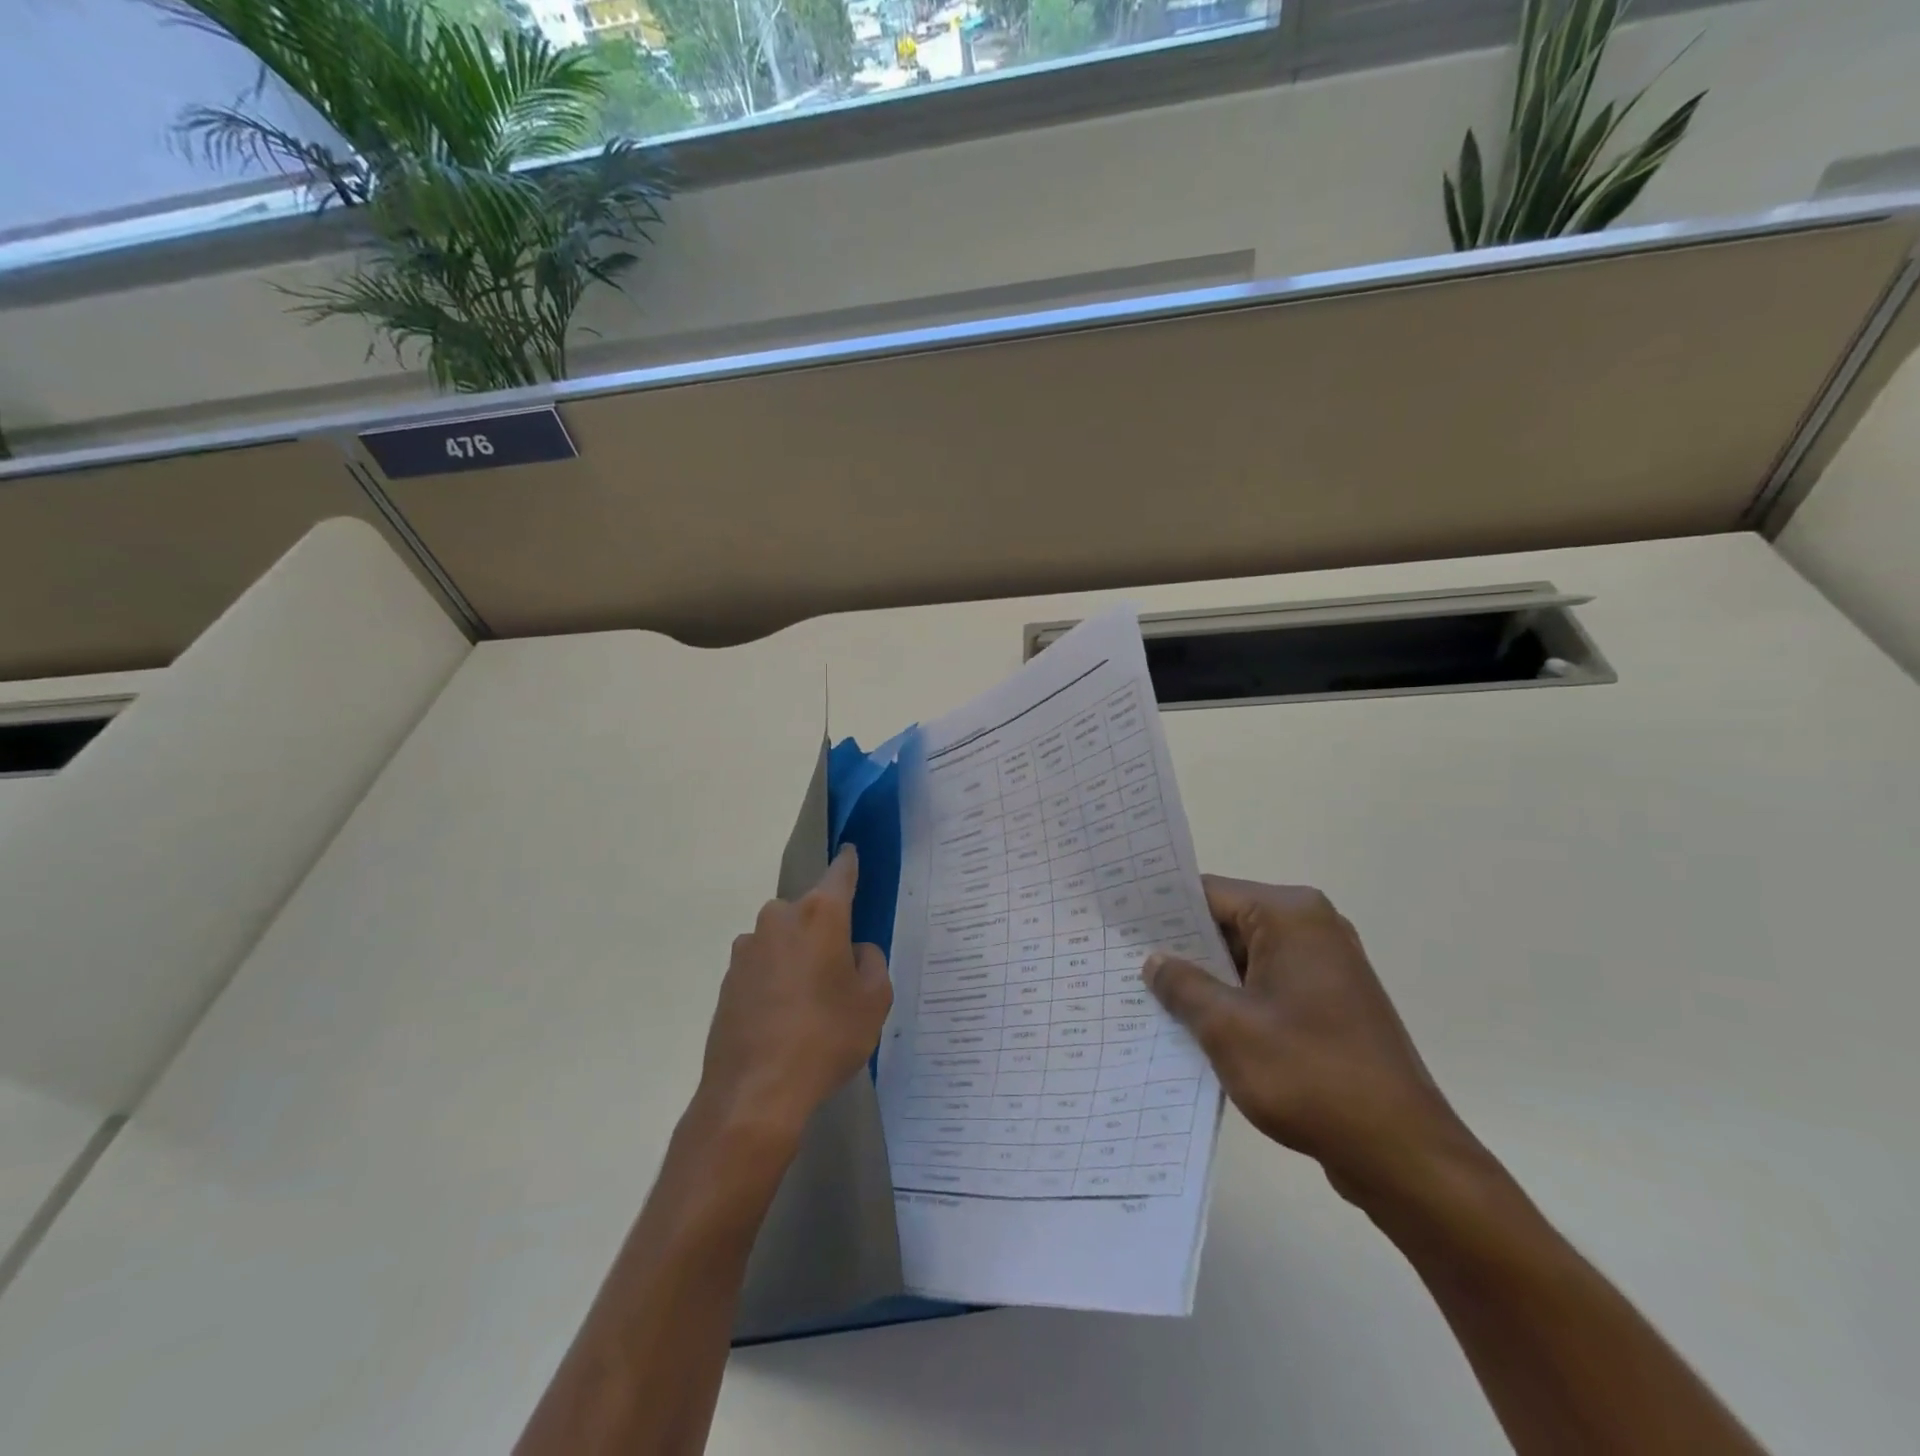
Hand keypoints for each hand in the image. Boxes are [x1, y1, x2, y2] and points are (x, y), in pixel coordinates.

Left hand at [697, 846, 892, 1142]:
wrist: (755, 1093)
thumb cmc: (826, 1038)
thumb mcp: (874, 1001)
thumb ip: (872, 962)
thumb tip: (855, 950)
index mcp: (820, 915)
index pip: (840, 873)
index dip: (849, 863)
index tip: (851, 852)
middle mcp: (779, 919)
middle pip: (810, 910)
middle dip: (825, 928)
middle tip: (841, 967)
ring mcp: (747, 948)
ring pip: (783, 937)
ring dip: (797, 954)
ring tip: (810, 999)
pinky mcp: (729, 978)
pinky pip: (763, 964)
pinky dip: (775, 977)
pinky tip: (784, 1016)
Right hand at [1144, 878, 1472, 1205]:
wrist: (1403, 1154)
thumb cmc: (1309, 1075)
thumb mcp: (1227, 1027)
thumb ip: (1182, 985)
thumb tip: (1155, 961)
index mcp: (1291, 915)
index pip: (1209, 894)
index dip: (1161, 910)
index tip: (1119, 925)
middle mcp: (1313, 929)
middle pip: (1227, 924)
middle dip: (1181, 949)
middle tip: (1124, 962)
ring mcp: (1325, 968)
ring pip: (1245, 959)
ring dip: (1206, 980)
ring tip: (1148, 997)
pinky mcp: (1331, 1005)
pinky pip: (1267, 987)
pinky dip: (1234, 1002)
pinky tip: (1195, 1027)